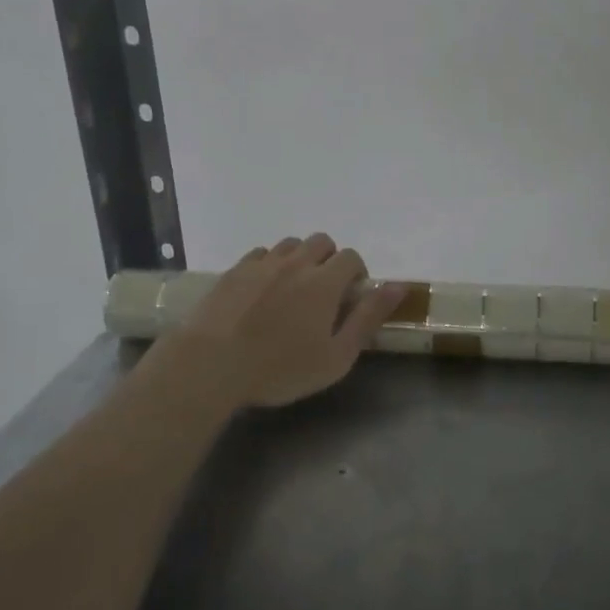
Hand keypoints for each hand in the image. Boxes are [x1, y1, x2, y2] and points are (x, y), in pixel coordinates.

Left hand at [150, 234, 404, 409]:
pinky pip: (260, 254)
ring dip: (300, 259)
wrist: (210, 365)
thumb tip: (398, 287)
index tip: (351, 298)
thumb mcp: (337, 356)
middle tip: (324, 293)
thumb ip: (368, 318)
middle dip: (330, 260)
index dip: (357, 274)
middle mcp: (295, 263)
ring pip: (290, 244)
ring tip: (293, 291)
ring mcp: (260, 264)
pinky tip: (263, 291)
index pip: (351, 257)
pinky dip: (270, 265)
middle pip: (322, 241)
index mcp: (324, 282)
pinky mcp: (233, 271)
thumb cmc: (280, 368)